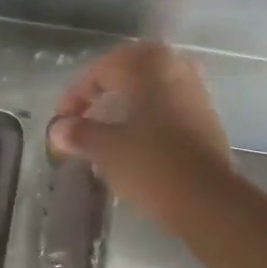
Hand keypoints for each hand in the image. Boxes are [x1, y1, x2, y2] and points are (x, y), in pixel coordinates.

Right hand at [48, 41, 234, 227]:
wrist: (207, 200)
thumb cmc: (151, 165)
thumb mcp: (105, 149)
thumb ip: (79, 133)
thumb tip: (59, 128)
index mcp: (148, 68)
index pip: (102, 69)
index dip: (76, 94)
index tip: (63, 121)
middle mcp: (175, 69)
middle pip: (131, 68)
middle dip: (104, 88)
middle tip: (86, 111)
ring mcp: (196, 93)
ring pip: (153, 85)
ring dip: (128, 100)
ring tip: (108, 127)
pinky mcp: (206, 119)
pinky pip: (169, 104)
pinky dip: (148, 114)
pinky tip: (135, 140)